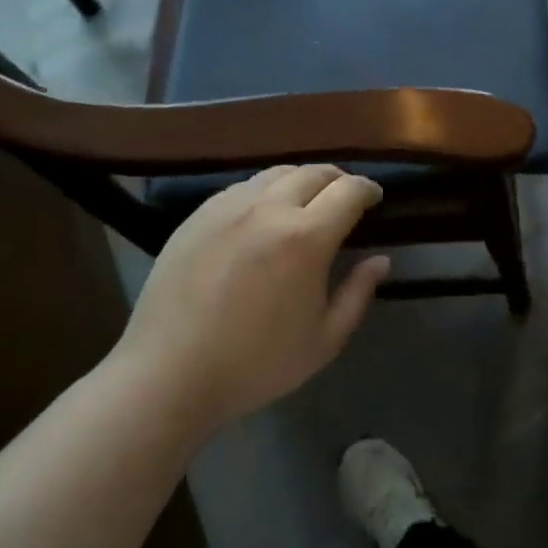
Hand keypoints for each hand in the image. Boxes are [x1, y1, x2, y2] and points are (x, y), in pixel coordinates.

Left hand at [111, 165, 389, 433]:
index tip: (375, 199)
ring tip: (306, 200)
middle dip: (338, 179)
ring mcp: (229, 207)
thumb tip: (380, 260)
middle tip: (345, 197)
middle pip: (315, 172)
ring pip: (277, 173)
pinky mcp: (198, 215)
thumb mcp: (323, 341)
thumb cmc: (254, 364)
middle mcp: (269, 208)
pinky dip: (265, 190)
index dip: (368, 189)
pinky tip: (263, 214)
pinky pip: (242, 187)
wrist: (167, 375)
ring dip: (302, 180)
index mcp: (306, 237)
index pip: (349, 191)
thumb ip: (358, 294)